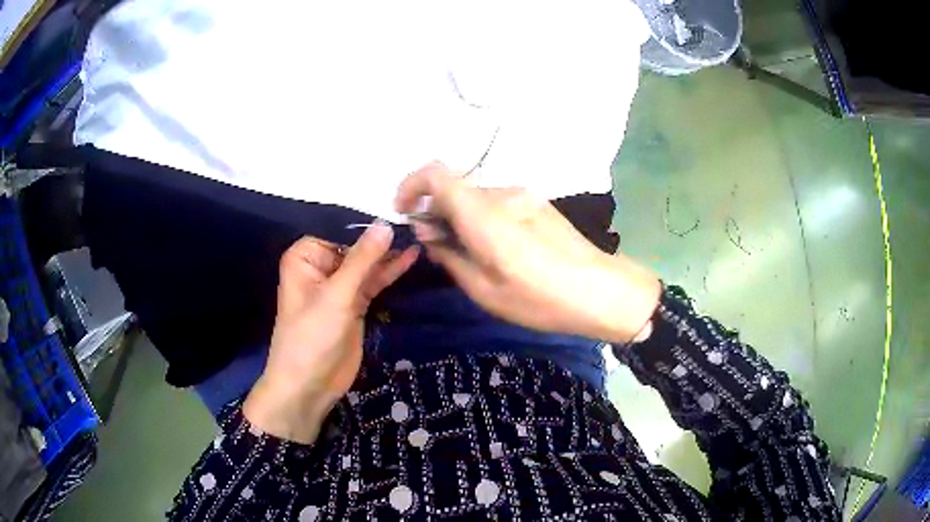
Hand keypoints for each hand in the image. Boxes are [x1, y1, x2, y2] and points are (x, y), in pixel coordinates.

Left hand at [243, 225, 418, 442]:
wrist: (309, 385)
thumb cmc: (311, 336)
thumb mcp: (337, 295)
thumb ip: (363, 260)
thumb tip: (386, 224)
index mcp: (306, 257)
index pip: (340, 229)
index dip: (368, 223)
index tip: (398, 211)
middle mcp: (321, 266)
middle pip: (355, 246)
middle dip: (382, 239)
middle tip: (415, 224)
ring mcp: (339, 287)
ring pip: (367, 264)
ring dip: (389, 255)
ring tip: (418, 237)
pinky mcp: (354, 305)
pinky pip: (373, 282)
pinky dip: (390, 273)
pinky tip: (410, 258)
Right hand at [395, 162, 659, 343]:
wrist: (602, 292)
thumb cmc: (540, 299)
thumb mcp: (484, 290)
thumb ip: (449, 254)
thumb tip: (427, 231)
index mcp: (485, 214)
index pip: (437, 174)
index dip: (412, 185)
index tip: (405, 211)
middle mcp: (503, 194)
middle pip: (455, 187)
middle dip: (435, 210)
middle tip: (436, 246)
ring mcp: (524, 195)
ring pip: (476, 196)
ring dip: (460, 215)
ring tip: (467, 253)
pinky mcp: (538, 203)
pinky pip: (497, 202)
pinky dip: (481, 217)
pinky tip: (495, 248)